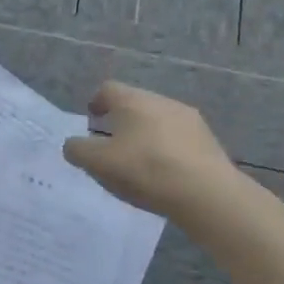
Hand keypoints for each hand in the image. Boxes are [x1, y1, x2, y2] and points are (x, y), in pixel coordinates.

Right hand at [62, 81, 246, 220]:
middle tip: (112, 144)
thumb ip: (77, 150)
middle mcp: (161, 101)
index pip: (107, 89)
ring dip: (146, 135)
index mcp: (132, 100)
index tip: (91, 120)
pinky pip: (179, 138)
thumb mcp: (98, 163)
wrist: (207, 194)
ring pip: (159, 120)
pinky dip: (167, 149)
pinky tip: (166, 173)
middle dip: (121, 120)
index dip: (96, 103)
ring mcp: (190, 120)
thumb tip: (73, 144)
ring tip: (140, 162)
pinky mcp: (209, 141)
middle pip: (134, 103)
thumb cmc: (145, 170)